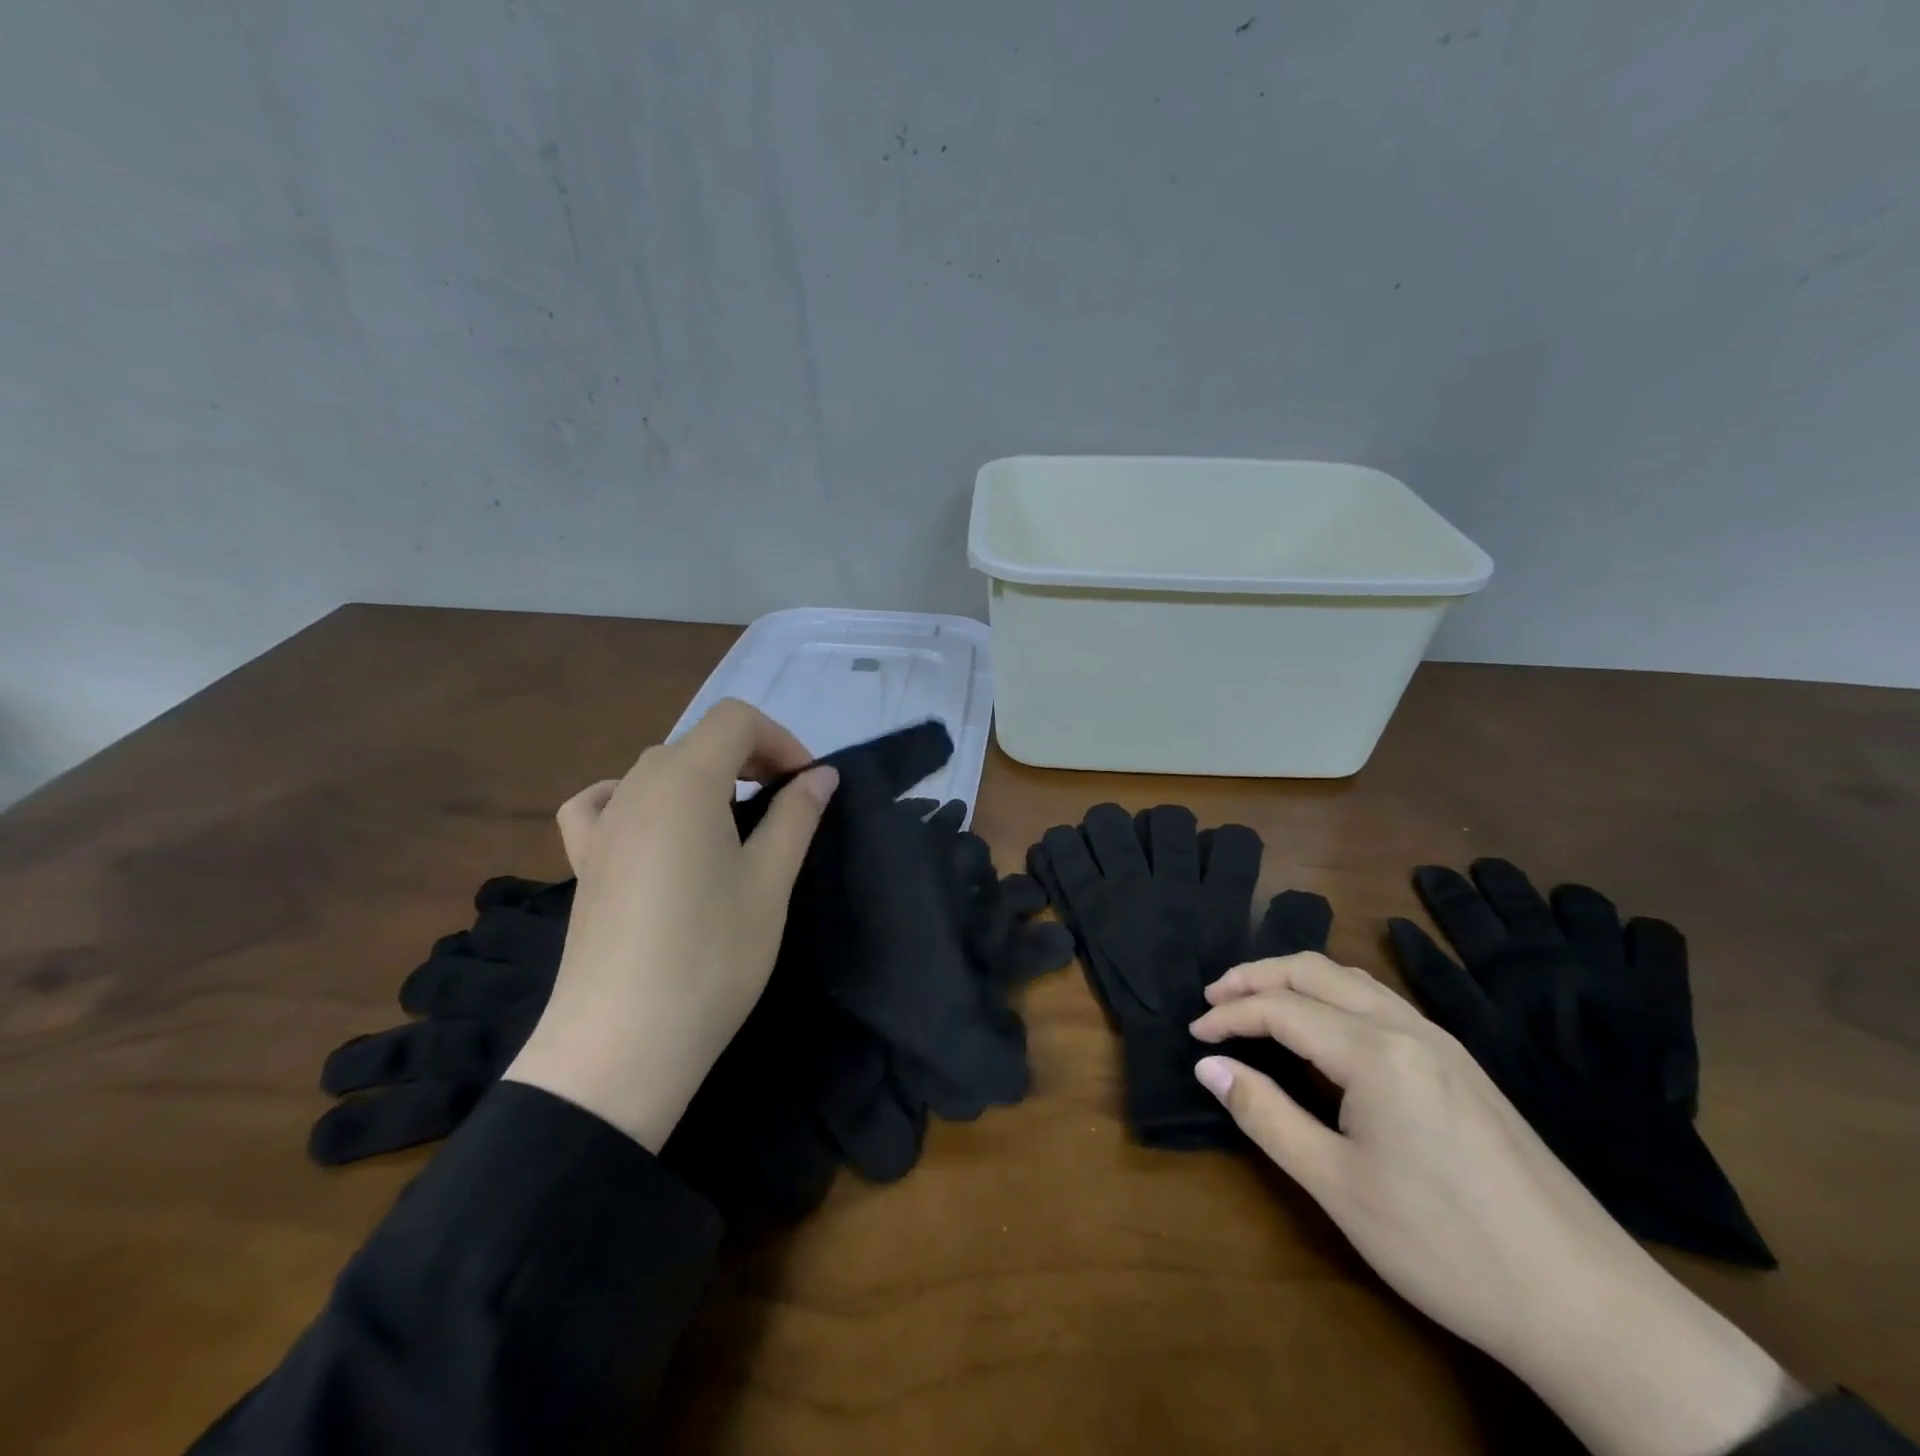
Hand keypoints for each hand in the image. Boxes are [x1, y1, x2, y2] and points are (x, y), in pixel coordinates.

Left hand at [503, 700, 836, 1153]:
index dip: (781, 740)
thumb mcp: (769, 882)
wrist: (623, 1045)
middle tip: (785, 808)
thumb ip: (796, 816)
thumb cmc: (712, 956)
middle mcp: (636, 787)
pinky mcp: (582, 861)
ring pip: (657, 769)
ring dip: (704, 779)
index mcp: (685, 782)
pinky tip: (651, 828)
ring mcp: (602, 824)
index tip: (808, 786)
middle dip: (750, 758)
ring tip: (732, 826)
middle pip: (699, 741)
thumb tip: (821, 774)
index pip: (736, 720)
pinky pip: (602, 803)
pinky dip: (633, 798)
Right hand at [1190, 952, 1794, 1455]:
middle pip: (1314, 971)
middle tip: (1213, 999)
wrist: (1588, 1305)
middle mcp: (1407, 1027)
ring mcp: (1442, 1042)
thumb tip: (1208, 1066)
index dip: (1229, 1015)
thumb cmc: (1445, 1246)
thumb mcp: (1336, 1186)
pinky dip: (1332, 996)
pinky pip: (1380, 1002)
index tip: (1193, 1034)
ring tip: (1256, 1003)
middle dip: (1255, 976)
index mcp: (1374, 1051)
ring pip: (1351, 979)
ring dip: (1295, 980)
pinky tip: (1323, 1028)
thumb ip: (1265, 1114)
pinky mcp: (1462, 1065)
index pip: (1281, 1009)